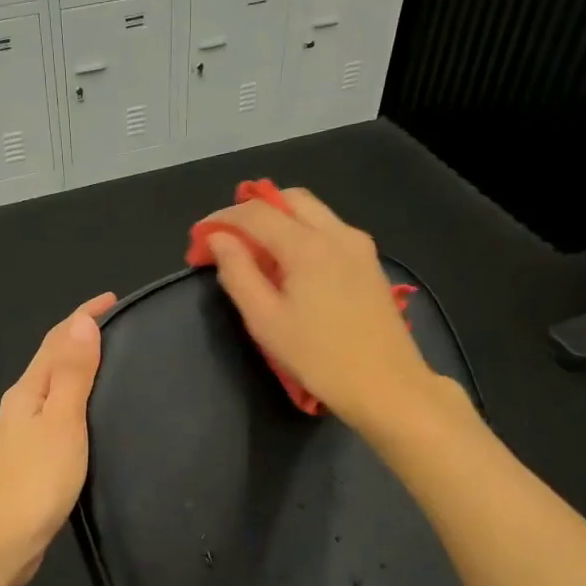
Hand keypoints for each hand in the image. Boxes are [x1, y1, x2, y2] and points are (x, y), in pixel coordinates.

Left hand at [0, 291, 116, 585]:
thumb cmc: (34, 480)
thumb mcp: (61, 421)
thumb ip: (72, 374)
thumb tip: (80, 321)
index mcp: (28, 391)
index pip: (56, 340)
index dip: (82, 316)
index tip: (111, 298)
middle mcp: (21, 406)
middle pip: (51, 360)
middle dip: (80, 338)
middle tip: (118, 328)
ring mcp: (21, 435)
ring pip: (53, 389)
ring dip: (77, 369)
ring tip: (110, 364)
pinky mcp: (29, 461)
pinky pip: (56, 417)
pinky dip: (75, 403)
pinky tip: (89, 417)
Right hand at [201, 188, 434, 428]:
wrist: (387, 385)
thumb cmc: (318, 358)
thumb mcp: (265, 321)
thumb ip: (238, 273)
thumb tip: (219, 240)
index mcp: (308, 245)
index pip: (256, 213)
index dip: (221, 219)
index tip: (199, 238)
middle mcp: (337, 233)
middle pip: (288, 200)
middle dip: (253, 211)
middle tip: (228, 240)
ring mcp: (359, 245)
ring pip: (312, 212)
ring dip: (279, 220)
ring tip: (256, 254)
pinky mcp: (370, 262)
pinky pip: (329, 230)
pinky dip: (303, 233)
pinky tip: (291, 266)